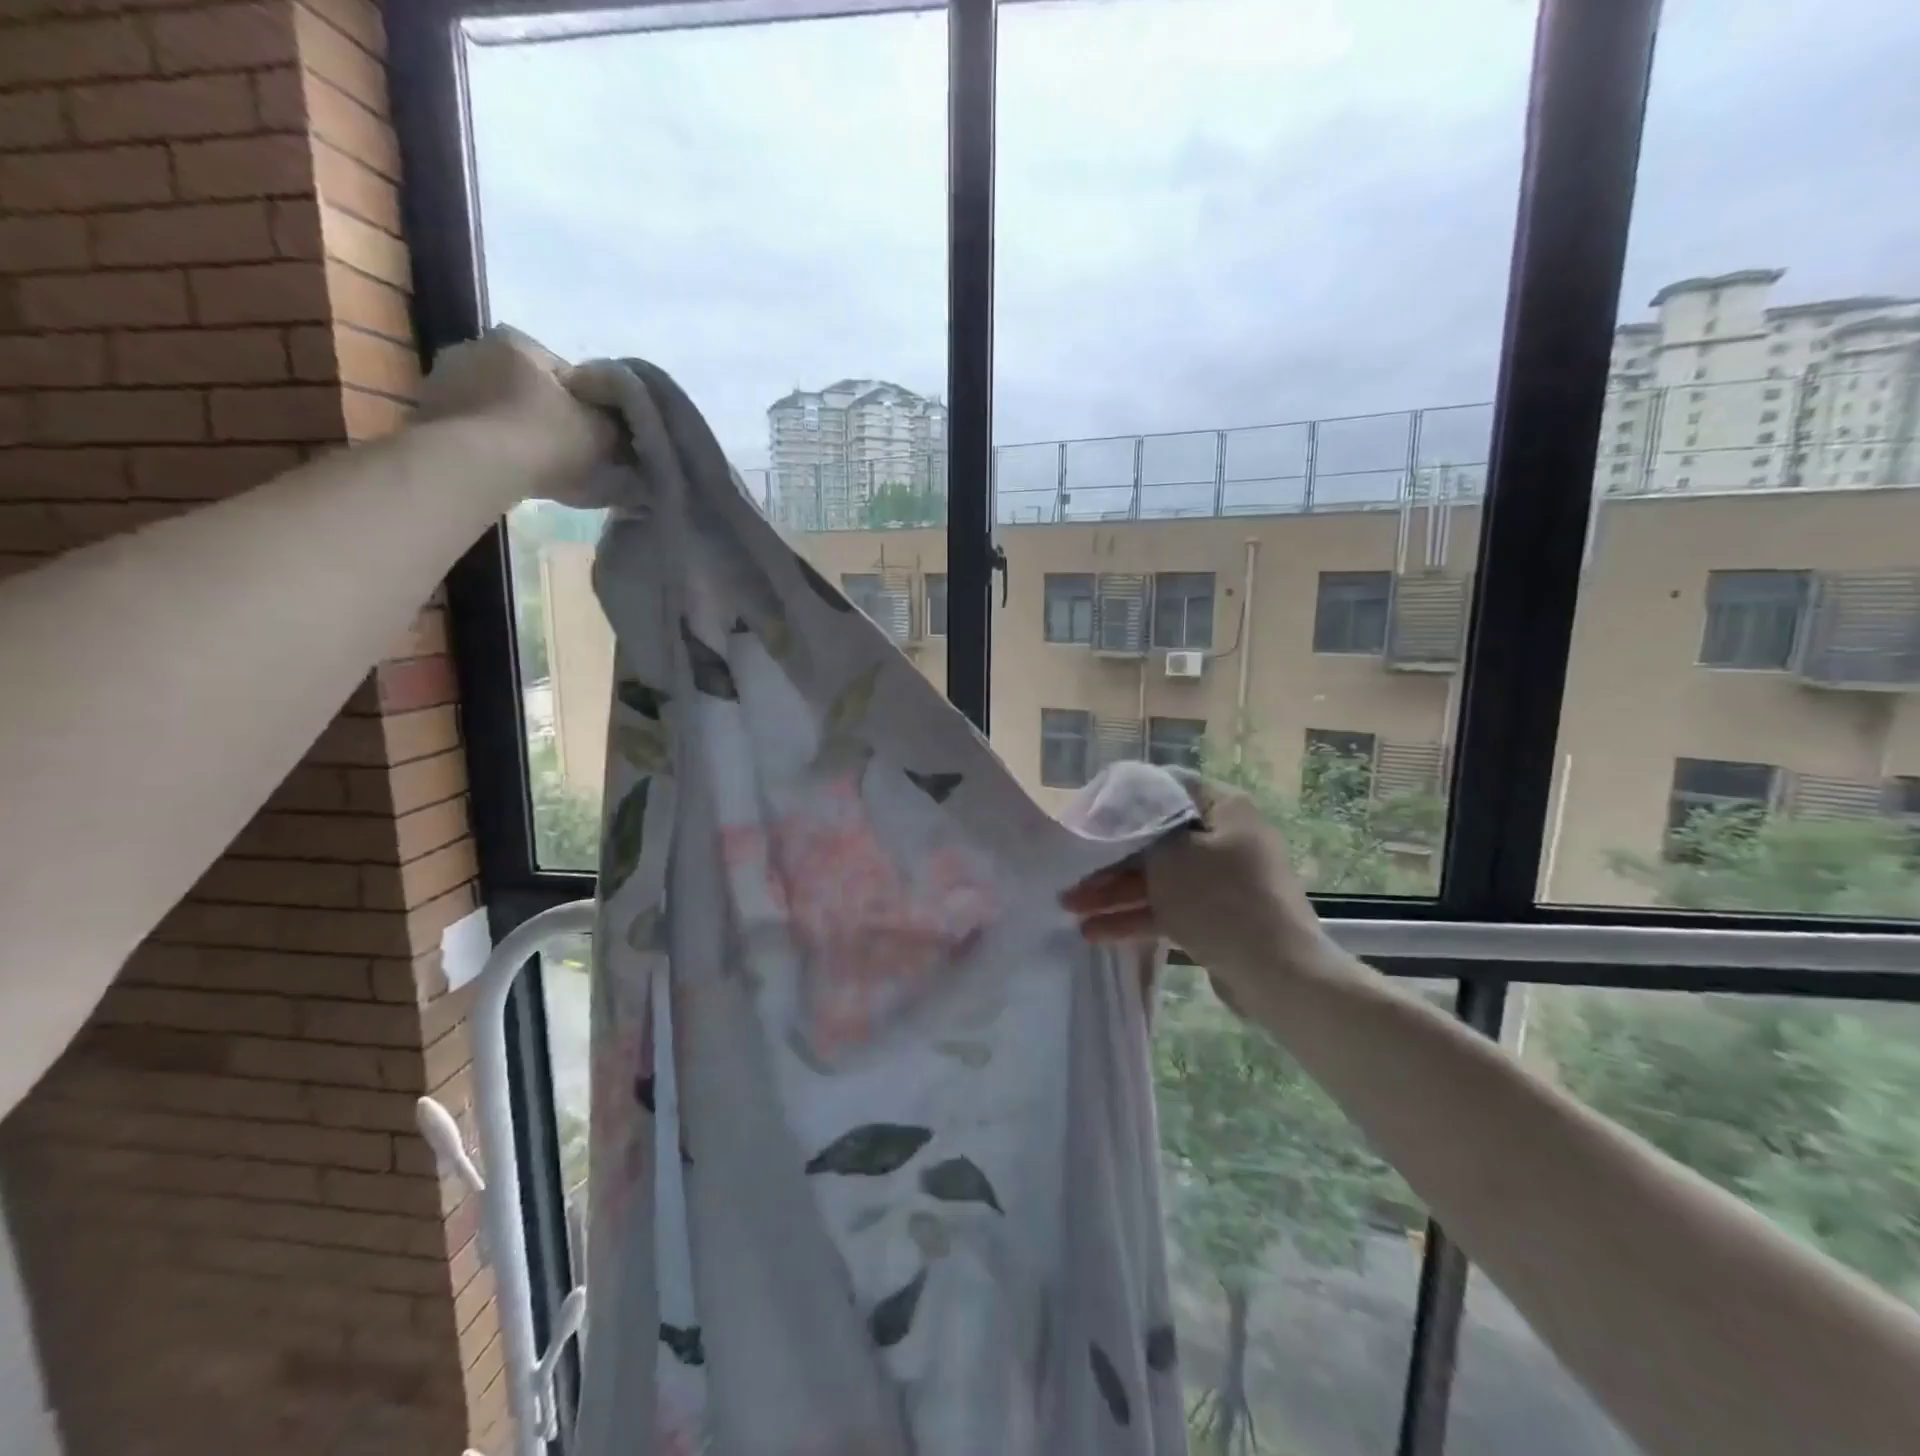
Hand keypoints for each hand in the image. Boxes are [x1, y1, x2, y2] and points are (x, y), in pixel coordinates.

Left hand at [415, 326, 619, 505]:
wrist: (473, 465)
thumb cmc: (544, 438)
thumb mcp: (601, 432)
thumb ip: (615, 424)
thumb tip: (622, 427)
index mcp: (519, 342)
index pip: (565, 373)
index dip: (586, 407)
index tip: (595, 437)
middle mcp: (475, 347)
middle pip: (525, 386)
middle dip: (544, 414)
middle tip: (565, 452)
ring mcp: (443, 380)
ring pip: (496, 407)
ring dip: (513, 430)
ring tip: (533, 466)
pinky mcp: (425, 413)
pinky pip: (472, 429)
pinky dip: (488, 445)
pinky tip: (505, 470)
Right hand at [1060, 781, 1328, 1008]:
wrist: (1276, 973)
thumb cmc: (1221, 898)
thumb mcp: (1171, 855)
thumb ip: (1141, 833)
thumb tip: (1124, 824)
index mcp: (1225, 809)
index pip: (1168, 789)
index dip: (1125, 801)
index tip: (1089, 816)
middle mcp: (1225, 840)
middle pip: (1157, 840)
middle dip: (1110, 860)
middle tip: (1072, 871)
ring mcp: (1222, 883)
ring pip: (1158, 879)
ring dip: (1114, 892)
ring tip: (1069, 907)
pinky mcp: (1216, 919)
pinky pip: (1168, 909)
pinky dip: (1134, 917)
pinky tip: (1094, 932)